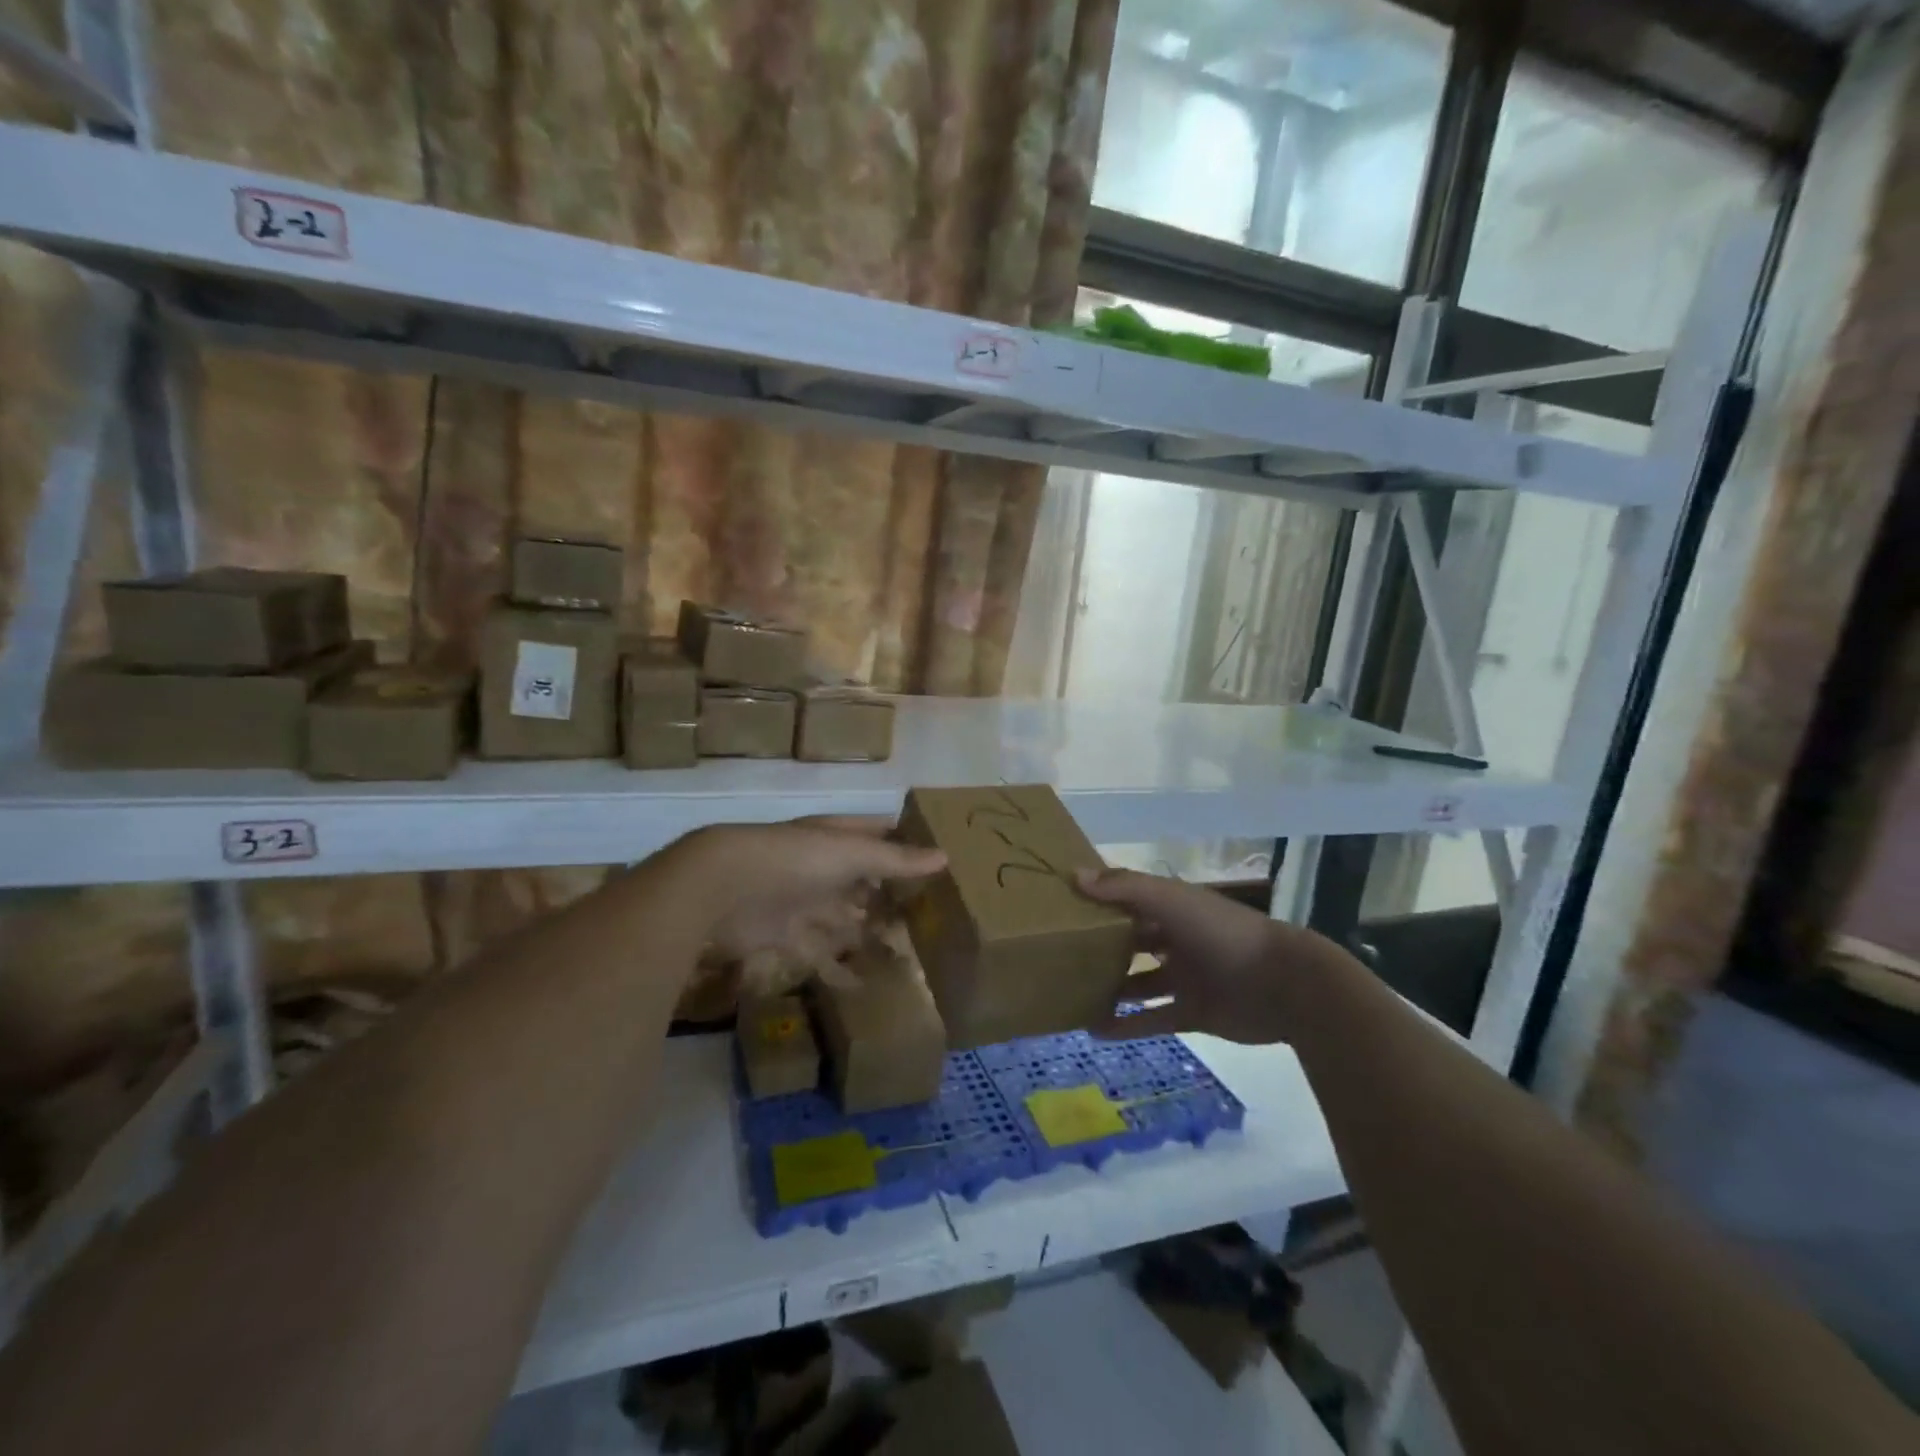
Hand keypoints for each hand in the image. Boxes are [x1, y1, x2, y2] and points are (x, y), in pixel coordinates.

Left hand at [684, 817, 944, 978]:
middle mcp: (821, 867)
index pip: (877, 834)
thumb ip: (895, 859)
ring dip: (869, 934)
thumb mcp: (851, 853)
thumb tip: (944, 856)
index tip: (939, 861)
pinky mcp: (786, 936)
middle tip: (930, 918)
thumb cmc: (795, 860)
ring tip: (907, 955)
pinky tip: (865, 985)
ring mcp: (803, 901)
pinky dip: (840, 970)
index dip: (904, 844)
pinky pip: (820, 954)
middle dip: (890, 897)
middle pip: (863, 881)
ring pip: (844, 919)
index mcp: (836, 837)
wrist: (722, 889)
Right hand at [1077, 867, 1350, 1044]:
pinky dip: (1126, 1025)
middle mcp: (1176, 939)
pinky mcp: (1192, 1013)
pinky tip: (1094, 1030)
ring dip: (1109, 989)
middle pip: (1131, 942)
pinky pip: (1152, 1018)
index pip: (1128, 900)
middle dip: (1099, 947)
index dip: (1099, 902)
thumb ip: (1125, 887)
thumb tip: (1075, 875)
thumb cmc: (1223, 932)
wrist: (1285, 985)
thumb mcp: (1171, 900)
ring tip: (1070, 995)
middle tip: (1057, 955)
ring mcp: (1185, 978)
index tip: (1061, 907)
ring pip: (1138, 982)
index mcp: (1172, 908)